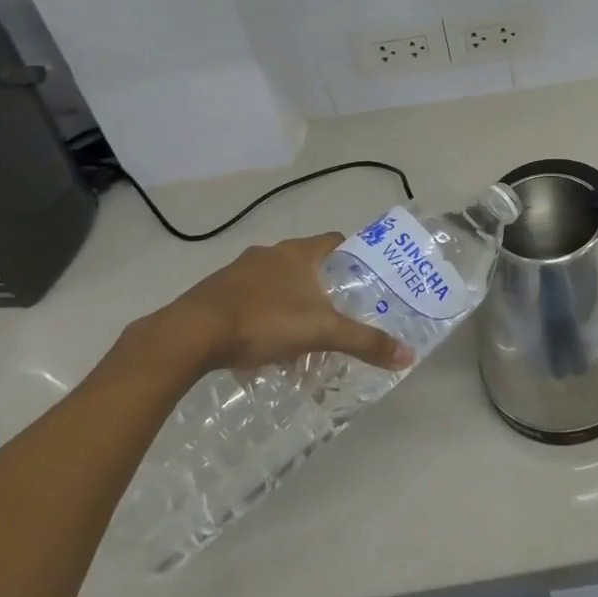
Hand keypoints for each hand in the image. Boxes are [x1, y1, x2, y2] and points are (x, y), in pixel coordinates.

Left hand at [138, 234, 412, 381]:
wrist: (190, 334)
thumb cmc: (263, 321)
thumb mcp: (321, 333)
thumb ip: (364, 342)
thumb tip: (407, 355)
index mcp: (298, 252)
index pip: (336, 241)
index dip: (353, 256)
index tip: (365, 278)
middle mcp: (270, 253)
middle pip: (306, 263)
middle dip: (321, 287)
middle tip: (336, 313)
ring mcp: (238, 271)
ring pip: (275, 282)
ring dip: (289, 302)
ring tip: (299, 336)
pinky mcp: (215, 293)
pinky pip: (248, 299)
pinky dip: (261, 315)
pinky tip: (262, 345)